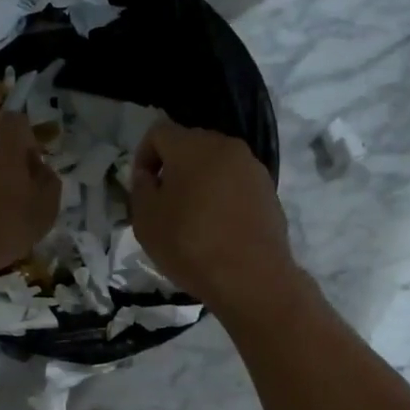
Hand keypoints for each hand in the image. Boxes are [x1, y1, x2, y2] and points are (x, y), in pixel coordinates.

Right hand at [129, 120, 298, 315]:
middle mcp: (225, 146)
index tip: (142, 188)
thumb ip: (141, 188)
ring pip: (215, 165)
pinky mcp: (269, 191)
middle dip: (173, 168)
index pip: (158, 132)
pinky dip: (222, 197)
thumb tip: (149, 175)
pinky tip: (218, 228)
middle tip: (164, 203)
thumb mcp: (146, 220)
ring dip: (199, 182)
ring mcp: (252, 168)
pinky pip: (236, 184)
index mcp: (192, 146)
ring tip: (192, 218)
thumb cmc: (190, 244)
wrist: (252, 277)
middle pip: (190, 145)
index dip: (143, 156)